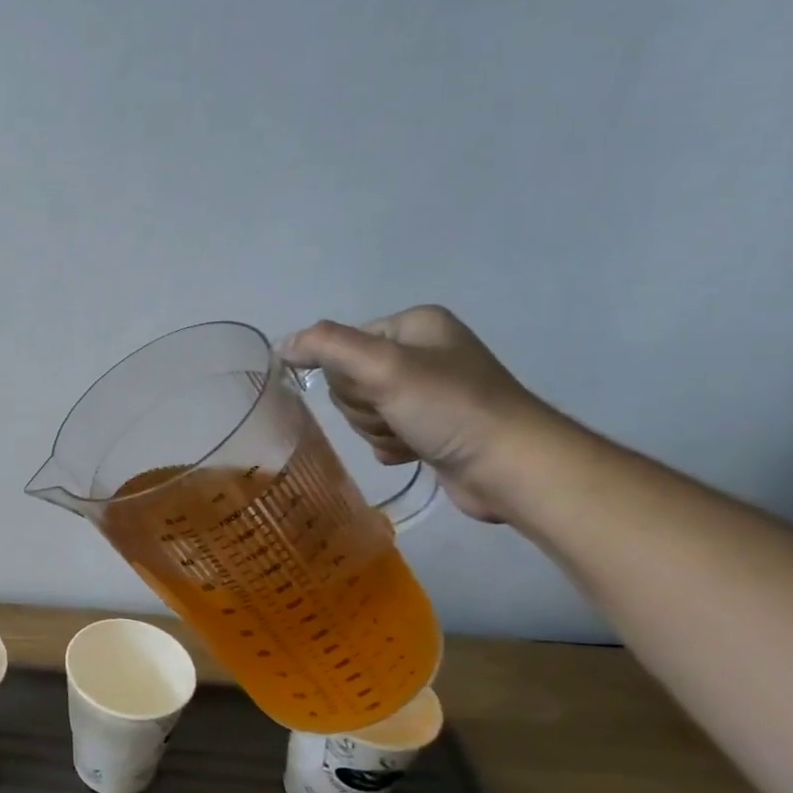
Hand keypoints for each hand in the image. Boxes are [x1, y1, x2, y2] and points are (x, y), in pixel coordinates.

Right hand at [278, 305, 558, 522]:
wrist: (511, 467)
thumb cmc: (449, 408)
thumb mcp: (384, 367)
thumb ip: (327, 347)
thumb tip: (281, 344)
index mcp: (414, 325)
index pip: (342, 344)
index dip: (347, 374)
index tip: (376, 390)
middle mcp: (421, 352)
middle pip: (349, 380)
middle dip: (364, 406)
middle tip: (395, 415)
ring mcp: (427, 391)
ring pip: (362, 410)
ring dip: (376, 429)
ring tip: (410, 437)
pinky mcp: (429, 427)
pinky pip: (381, 433)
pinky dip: (389, 445)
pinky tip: (412, 453)